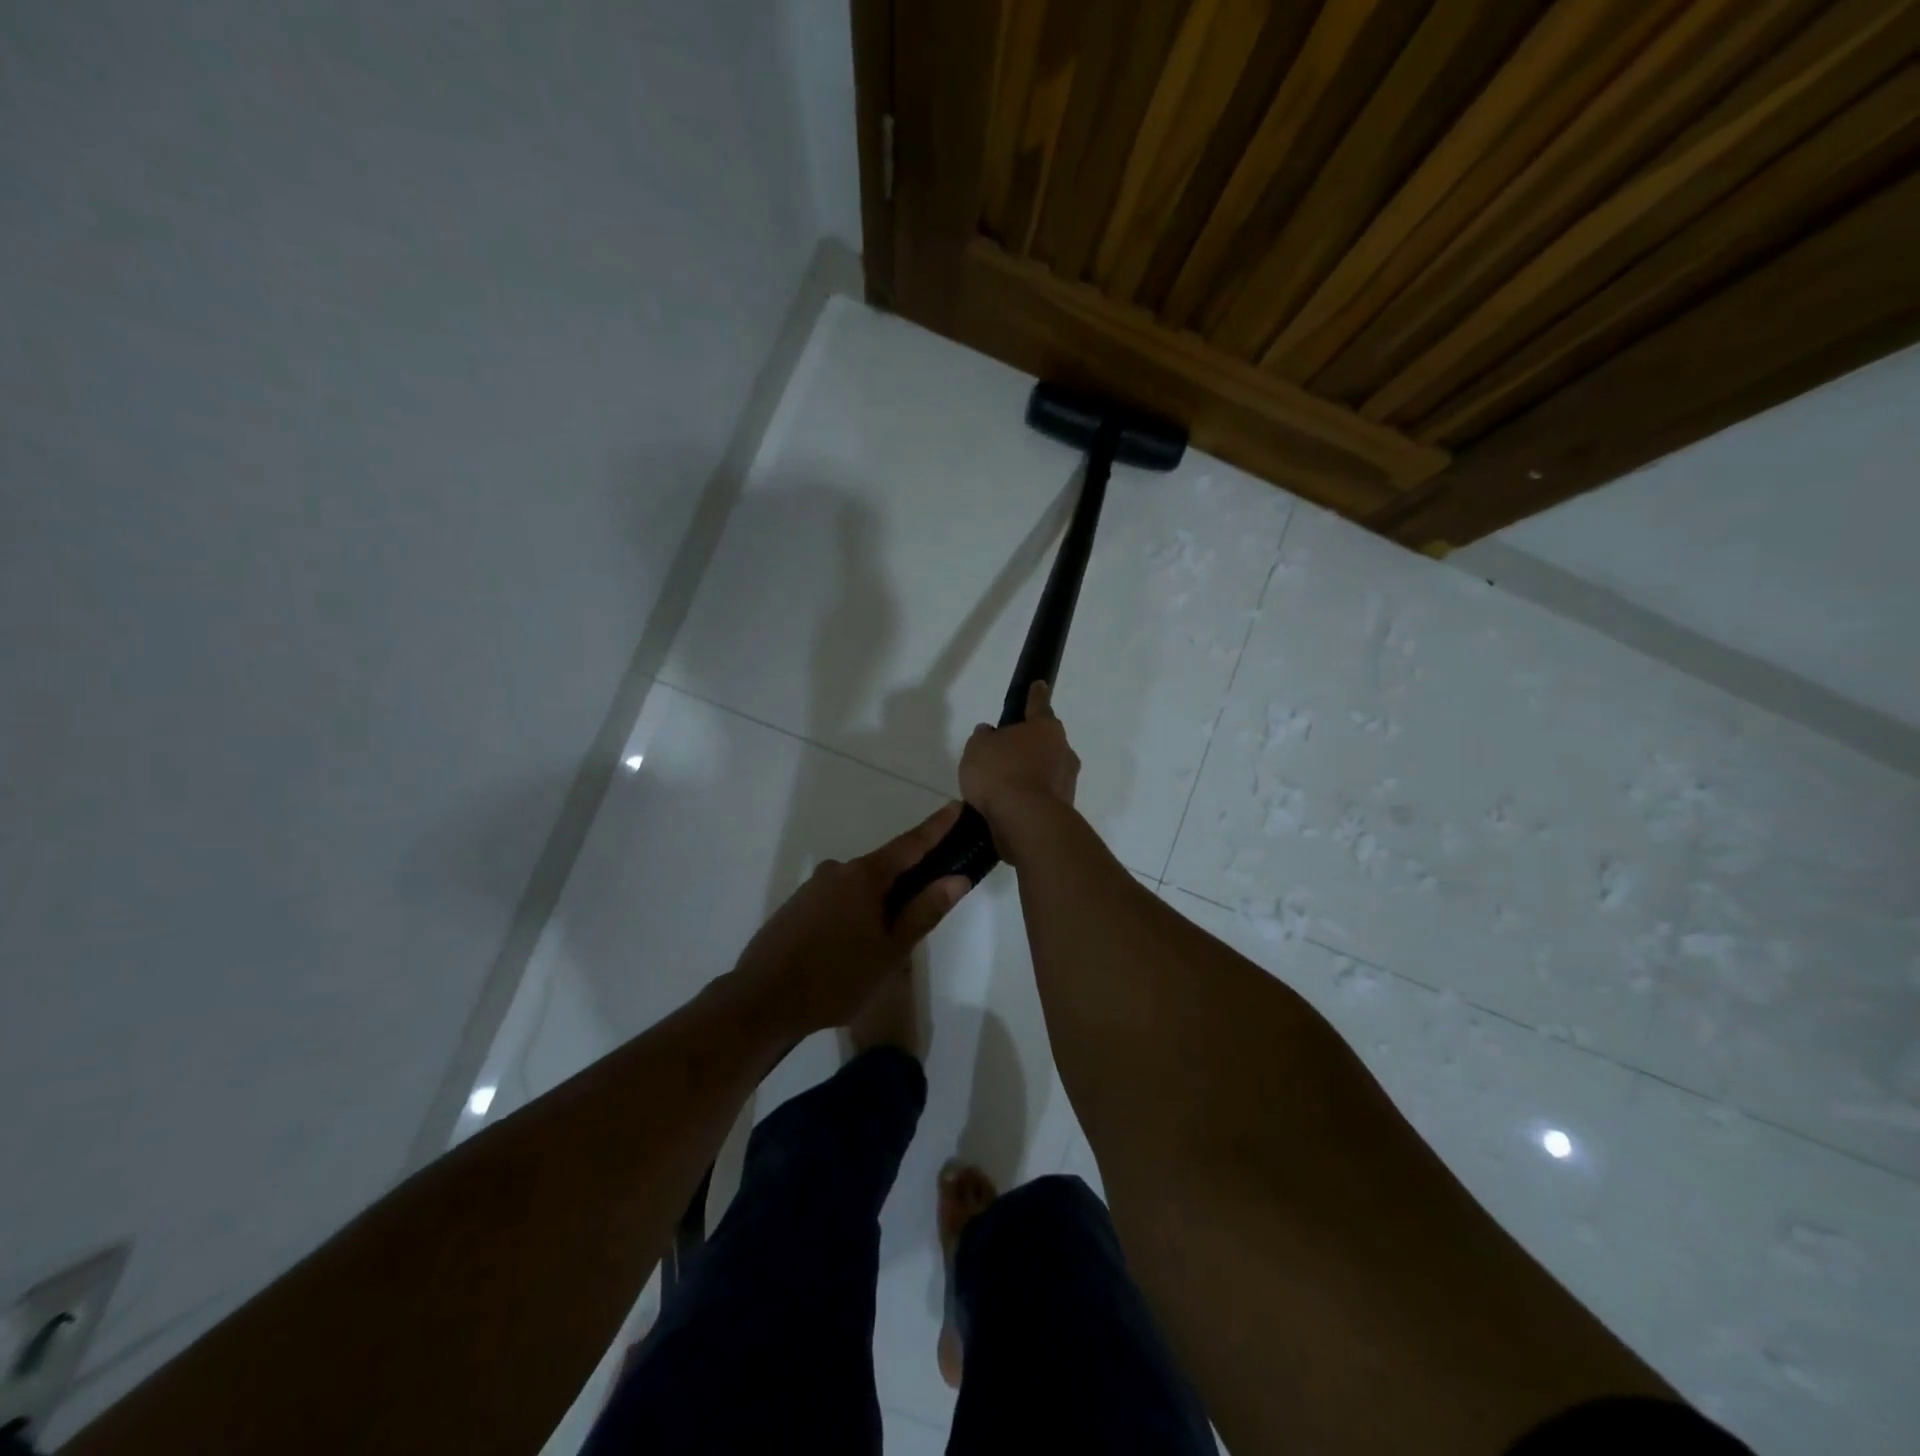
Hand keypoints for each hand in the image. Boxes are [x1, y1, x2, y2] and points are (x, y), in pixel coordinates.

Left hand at [732, 803, 972, 1037]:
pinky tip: (849, 949)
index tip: (956, 805)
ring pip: (857, 889)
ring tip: (881, 947)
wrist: (762, 1000)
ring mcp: (812, 887)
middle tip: (923, 911)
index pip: (911, 844)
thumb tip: (957, 878)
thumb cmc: (837, 977)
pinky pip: (835, 902)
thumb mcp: (891, 950)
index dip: (937, 827)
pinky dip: (851, 915)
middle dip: (906, 882)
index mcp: (865, 876)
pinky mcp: (795, 906)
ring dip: (875, 906)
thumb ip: (924, 911)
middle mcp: (837, 871)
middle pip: (883, 869)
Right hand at [959, 682, 1080, 861]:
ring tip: (1005, 786)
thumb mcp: (978, 748)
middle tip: (1008, 752)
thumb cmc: (1001, 773)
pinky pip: (1043, 795)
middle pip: (1046, 741)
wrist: (1026, 821)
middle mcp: (1063, 751)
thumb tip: (990, 733)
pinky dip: (1030, 798)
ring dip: (1031, 774)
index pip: (1038, 704)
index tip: (1040, 684)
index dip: (1035, 695)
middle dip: (1030, 744)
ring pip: (1047, 770)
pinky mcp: (1064, 808)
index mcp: (1045, 728)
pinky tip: (1011, 806)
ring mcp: (1067, 781)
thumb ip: (983, 738)